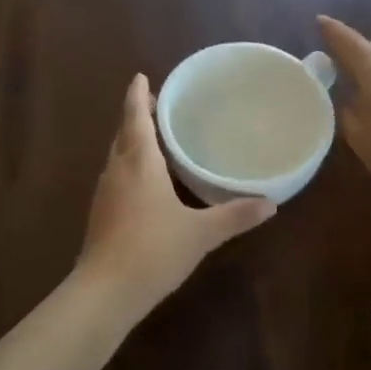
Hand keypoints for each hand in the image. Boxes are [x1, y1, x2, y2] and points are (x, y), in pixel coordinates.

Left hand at [77, 74, 274, 309]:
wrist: (105, 292)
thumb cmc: (153, 251)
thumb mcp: (201, 233)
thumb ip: (235, 216)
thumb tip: (270, 203)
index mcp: (139, 162)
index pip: (135, 116)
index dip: (137, 95)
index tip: (141, 77)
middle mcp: (117, 169)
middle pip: (124, 132)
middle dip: (136, 115)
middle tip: (157, 105)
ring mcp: (104, 192)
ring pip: (117, 155)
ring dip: (131, 141)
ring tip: (155, 138)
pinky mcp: (100, 213)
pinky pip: (116, 176)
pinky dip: (129, 166)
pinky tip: (145, 182)